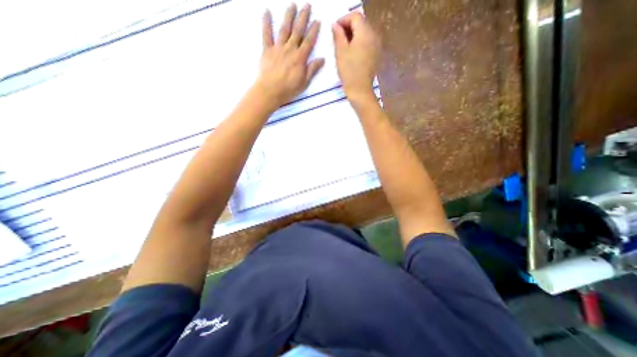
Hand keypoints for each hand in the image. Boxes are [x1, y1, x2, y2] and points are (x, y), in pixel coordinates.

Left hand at [256, 4, 324, 106]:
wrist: (270, 91)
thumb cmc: (288, 90)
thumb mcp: (304, 83)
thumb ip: (312, 70)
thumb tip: (322, 59)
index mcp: (300, 58)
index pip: (309, 41)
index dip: (313, 31)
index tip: (317, 21)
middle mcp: (290, 49)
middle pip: (297, 31)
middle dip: (303, 17)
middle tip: (307, 5)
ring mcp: (277, 48)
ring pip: (284, 29)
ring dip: (289, 16)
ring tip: (292, 5)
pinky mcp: (266, 50)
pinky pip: (266, 34)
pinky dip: (266, 23)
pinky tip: (266, 11)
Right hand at [331, 12, 379, 100]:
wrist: (360, 90)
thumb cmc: (349, 72)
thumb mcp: (340, 52)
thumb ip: (338, 35)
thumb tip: (335, 25)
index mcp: (365, 33)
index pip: (355, 16)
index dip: (343, 20)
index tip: (334, 29)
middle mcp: (374, 36)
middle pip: (361, 24)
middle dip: (349, 27)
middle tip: (337, 38)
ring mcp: (377, 46)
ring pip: (364, 33)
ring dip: (354, 36)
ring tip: (344, 47)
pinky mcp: (376, 55)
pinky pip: (368, 43)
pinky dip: (359, 43)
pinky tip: (352, 53)